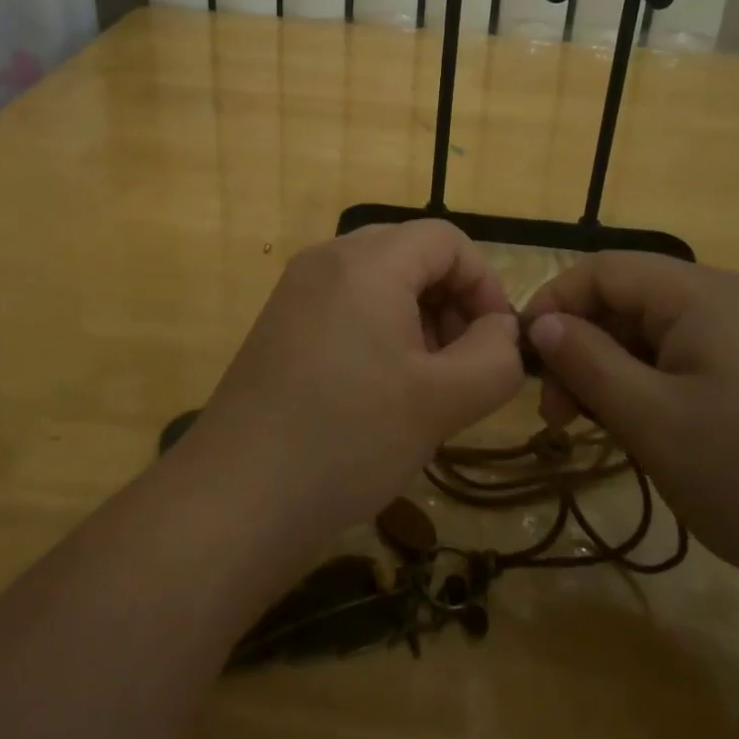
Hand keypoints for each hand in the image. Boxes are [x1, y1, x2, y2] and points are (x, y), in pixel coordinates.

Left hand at [192, 221, 523, 541]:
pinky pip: (347, 305)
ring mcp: (298, 291)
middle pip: (412, 254)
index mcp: (367, 261)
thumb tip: (503, 331)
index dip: (484, 284)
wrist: (236, 499)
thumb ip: (494, 356)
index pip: (447, 240)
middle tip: (462, 366)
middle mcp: (328, 258)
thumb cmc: (349, 439)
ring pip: (380, 281)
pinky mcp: (281, 324)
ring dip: (418, 319)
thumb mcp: (442, 400)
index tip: (496, 342)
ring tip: (426, 384)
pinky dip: (381, 331)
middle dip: (451, 302)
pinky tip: (383, 391)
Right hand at [523, 253, 738, 605]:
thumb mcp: (650, 421)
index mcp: (702, 294)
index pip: (603, 271)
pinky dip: (656, 382)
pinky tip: (653, 430)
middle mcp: (731, 297)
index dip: (554, 304)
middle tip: (561, 415)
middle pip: (631, 301)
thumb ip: (587, 362)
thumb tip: (542, 323)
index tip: (526, 359)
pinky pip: (694, 356)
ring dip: (617, 370)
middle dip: (584, 348)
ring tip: (601, 429)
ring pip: (660, 332)